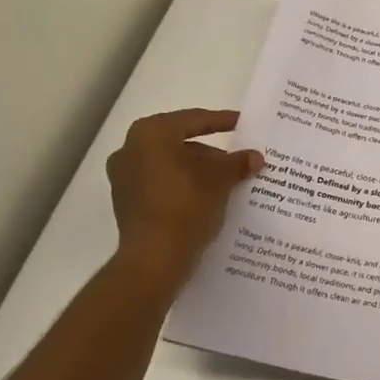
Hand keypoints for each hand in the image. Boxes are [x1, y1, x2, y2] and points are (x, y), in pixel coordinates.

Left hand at [105, 109, 261, 278]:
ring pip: (171, 165)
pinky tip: (209, 198)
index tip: (243, 123)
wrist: (154, 259)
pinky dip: (184, 186)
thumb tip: (254, 157)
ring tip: (229, 182)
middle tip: (238, 159)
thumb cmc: (186, 206)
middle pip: (180, 143)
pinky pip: (162, 184)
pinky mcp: (127, 203)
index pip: (194, 120)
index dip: (222, 121)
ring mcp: (124, 178)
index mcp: (150, 134)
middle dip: (211, 153)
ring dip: (198, 171)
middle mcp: (130, 150)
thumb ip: (237, 163)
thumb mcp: (220, 180)